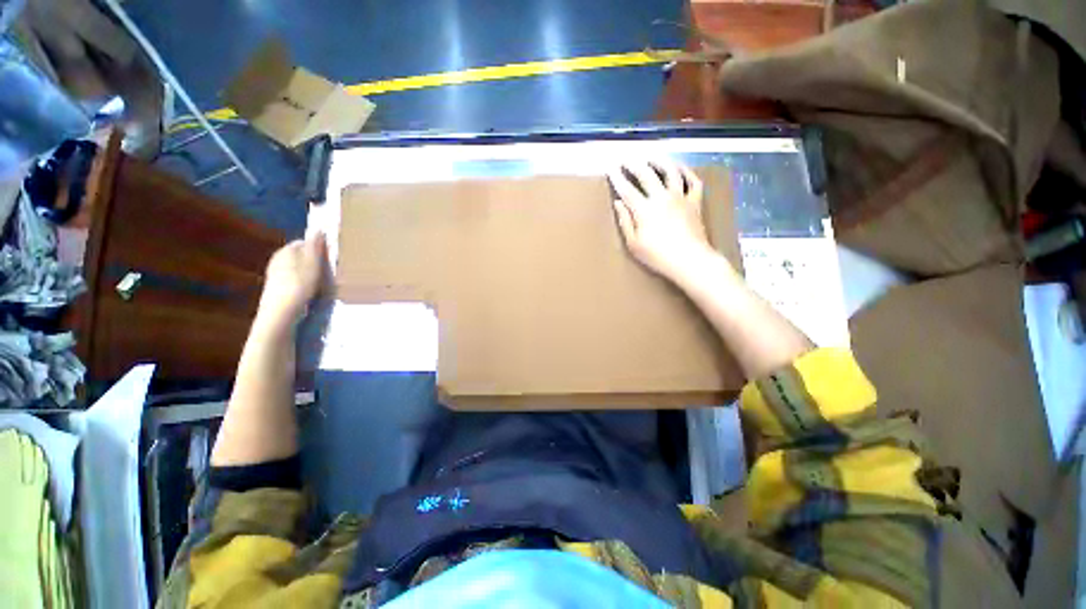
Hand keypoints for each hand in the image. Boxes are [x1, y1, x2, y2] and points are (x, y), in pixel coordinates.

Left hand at [256, 232, 326, 330]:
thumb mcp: (312, 263)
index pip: (303, 243)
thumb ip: (316, 245)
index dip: (316, 250)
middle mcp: (276, 261)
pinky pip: (289, 289)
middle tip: (323, 278)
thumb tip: (319, 229)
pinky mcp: (272, 296)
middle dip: (309, 266)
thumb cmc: (298, 286)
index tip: (326, 262)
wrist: (279, 317)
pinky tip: (304, 303)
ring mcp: (272, 279)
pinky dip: (296, 294)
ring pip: (293, 275)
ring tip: (315, 293)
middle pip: (297, 259)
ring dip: (303, 281)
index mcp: (286, 249)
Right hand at [608, 160, 714, 281]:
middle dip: (633, 164)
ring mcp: (680, 198)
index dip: (616, 177)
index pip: (626, 188)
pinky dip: (688, 172)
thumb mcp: (634, 245)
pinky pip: (694, 182)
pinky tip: (680, 168)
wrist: (692, 261)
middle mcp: (662, 197)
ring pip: (671, 172)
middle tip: (626, 160)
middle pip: (646, 174)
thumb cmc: (660, 257)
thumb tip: (618, 203)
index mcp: (644, 209)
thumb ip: (625, 222)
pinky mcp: (695, 202)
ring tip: (652, 159)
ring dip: (660, 162)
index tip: (610, 169)